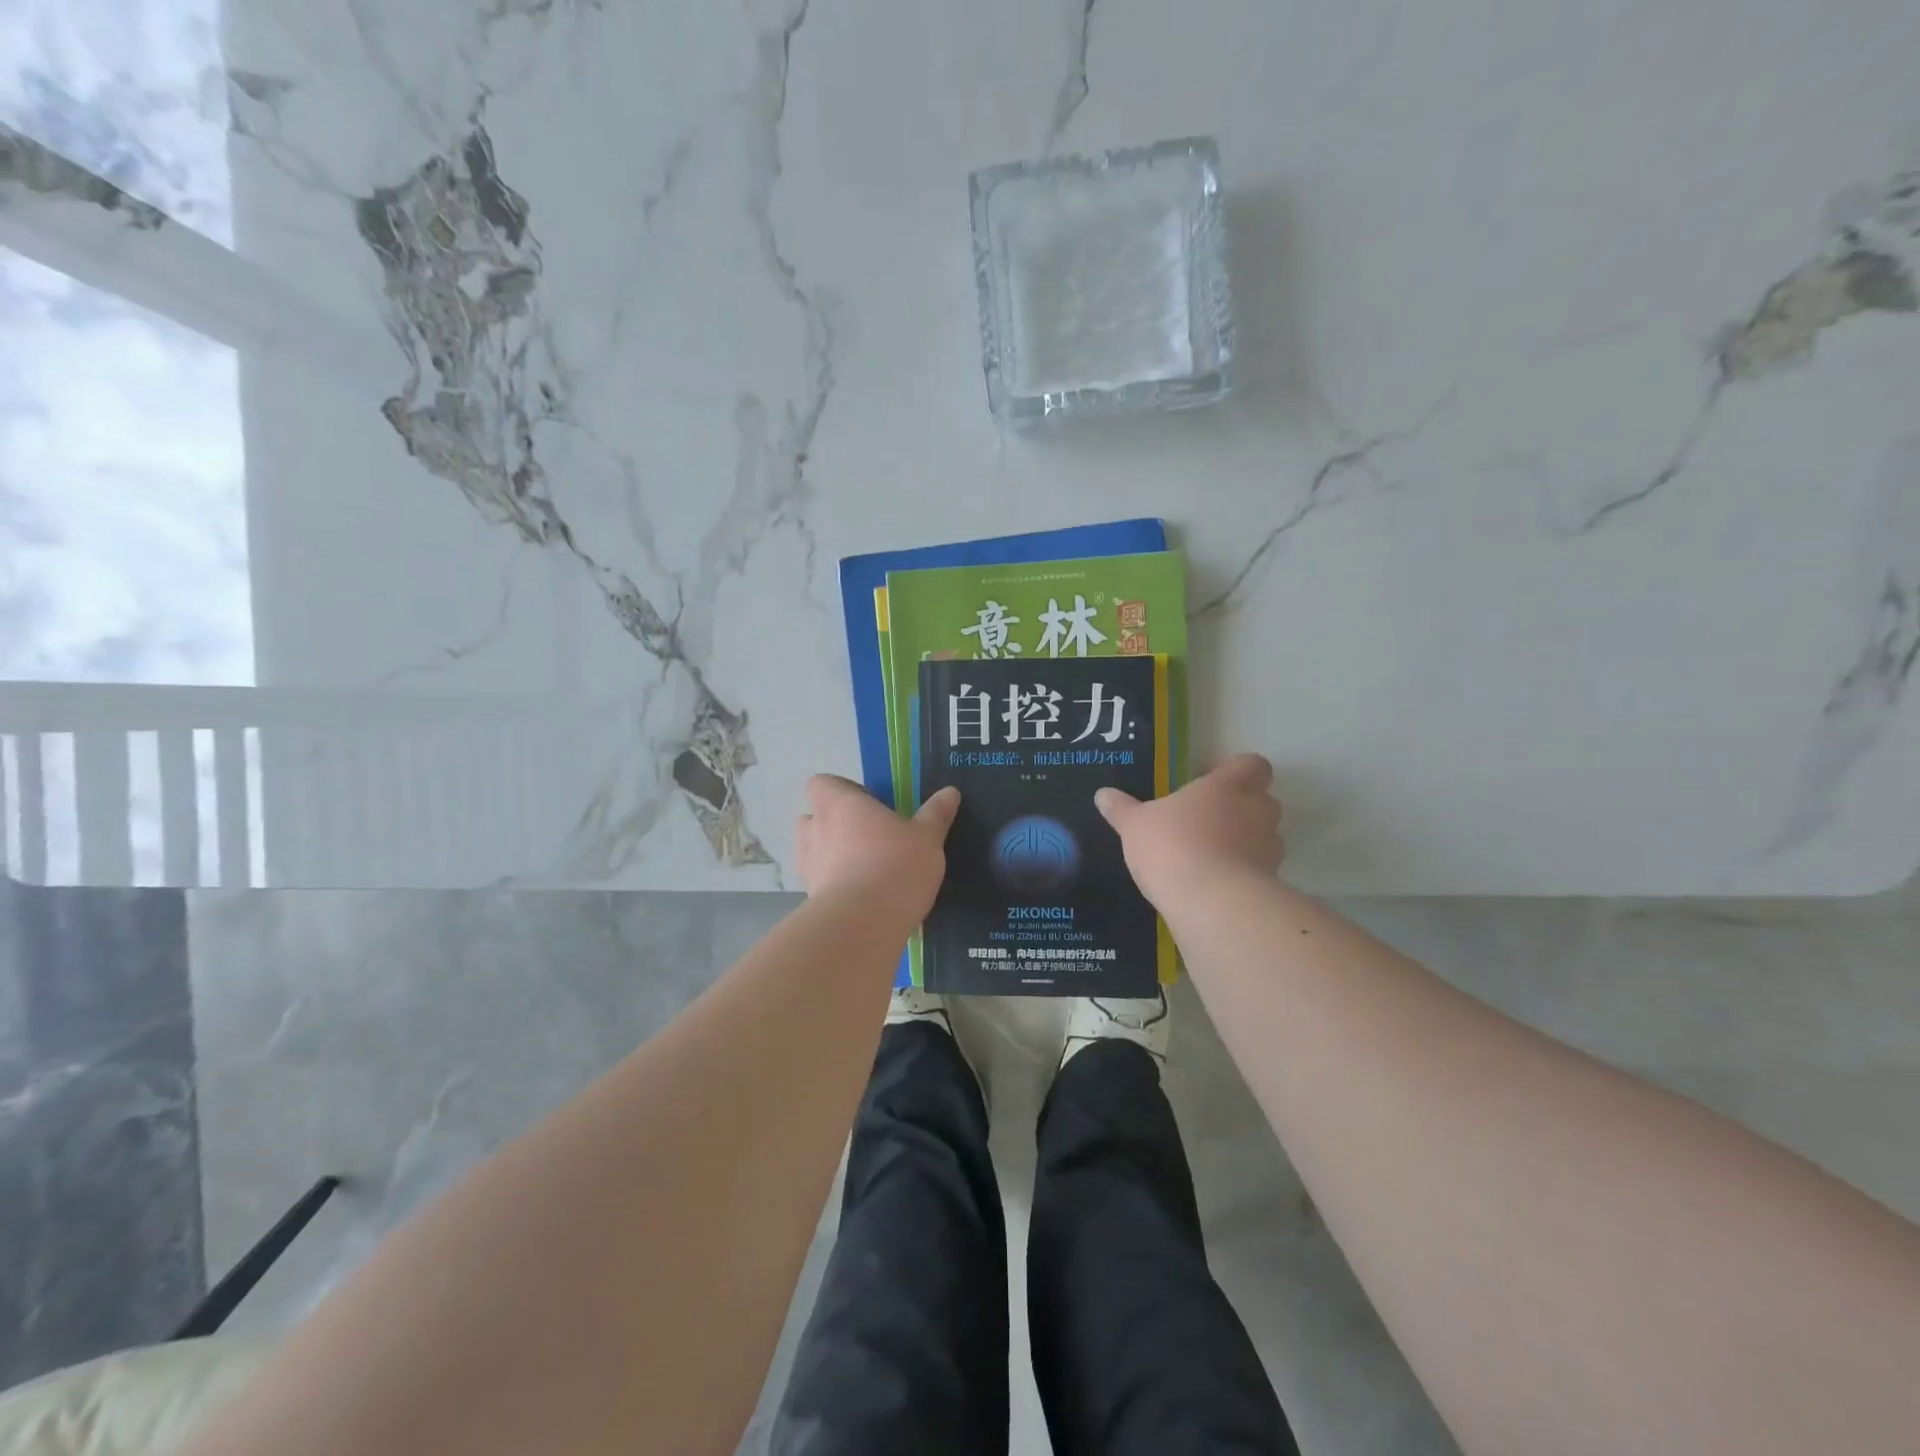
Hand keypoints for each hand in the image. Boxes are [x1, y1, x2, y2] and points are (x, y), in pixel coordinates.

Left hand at [795, 775, 960, 915]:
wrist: (862, 924)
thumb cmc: (895, 865)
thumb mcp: (927, 838)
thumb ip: (936, 814)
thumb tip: (950, 792)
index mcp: (840, 804)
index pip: (821, 783)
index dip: (840, 790)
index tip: (867, 803)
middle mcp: (816, 829)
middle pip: (811, 817)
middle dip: (832, 824)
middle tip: (866, 835)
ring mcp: (808, 865)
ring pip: (812, 852)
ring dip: (829, 855)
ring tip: (862, 868)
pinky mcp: (810, 898)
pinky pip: (819, 883)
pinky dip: (833, 886)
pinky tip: (861, 898)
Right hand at [1095, 754, 1283, 906]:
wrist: (1211, 902)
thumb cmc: (1172, 846)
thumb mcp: (1134, 826)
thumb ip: (1121, 809)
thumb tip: (1102, 794)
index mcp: (1227, 785)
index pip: (1252, 764)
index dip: (1236, 770)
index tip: (1212, 780)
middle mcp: (1256, 810)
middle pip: (1262, 799)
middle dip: (1242, 807)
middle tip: (1208, 818)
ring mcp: (1268, 847)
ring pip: (1264, 835)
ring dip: (1245, 841)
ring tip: (1210, 855)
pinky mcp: (1270, 881)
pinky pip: (1259, 869)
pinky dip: (1242, 873)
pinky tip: (1213, 883)